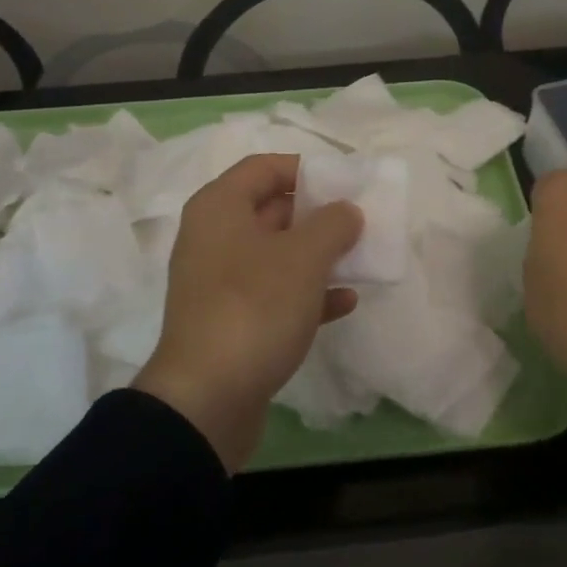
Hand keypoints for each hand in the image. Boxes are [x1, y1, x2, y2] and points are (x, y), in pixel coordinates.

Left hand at [136, 154, 361, 470]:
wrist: (207, 399)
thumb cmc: (254, 308)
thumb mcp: (303, 257)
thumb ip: (333, 224)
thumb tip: (346, 211)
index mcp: (219, 209)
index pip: (263, 167)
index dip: (305, 168)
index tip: (344, 183)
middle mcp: (214, 239)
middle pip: (271, 210)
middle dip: (317, 215)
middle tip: (360, 221)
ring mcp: (221, 283)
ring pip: (276, 255)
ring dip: (318, 256)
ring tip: (360, 259)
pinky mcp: (232, 322)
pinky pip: (275, 295)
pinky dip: (308, 294)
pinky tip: (345, 303)